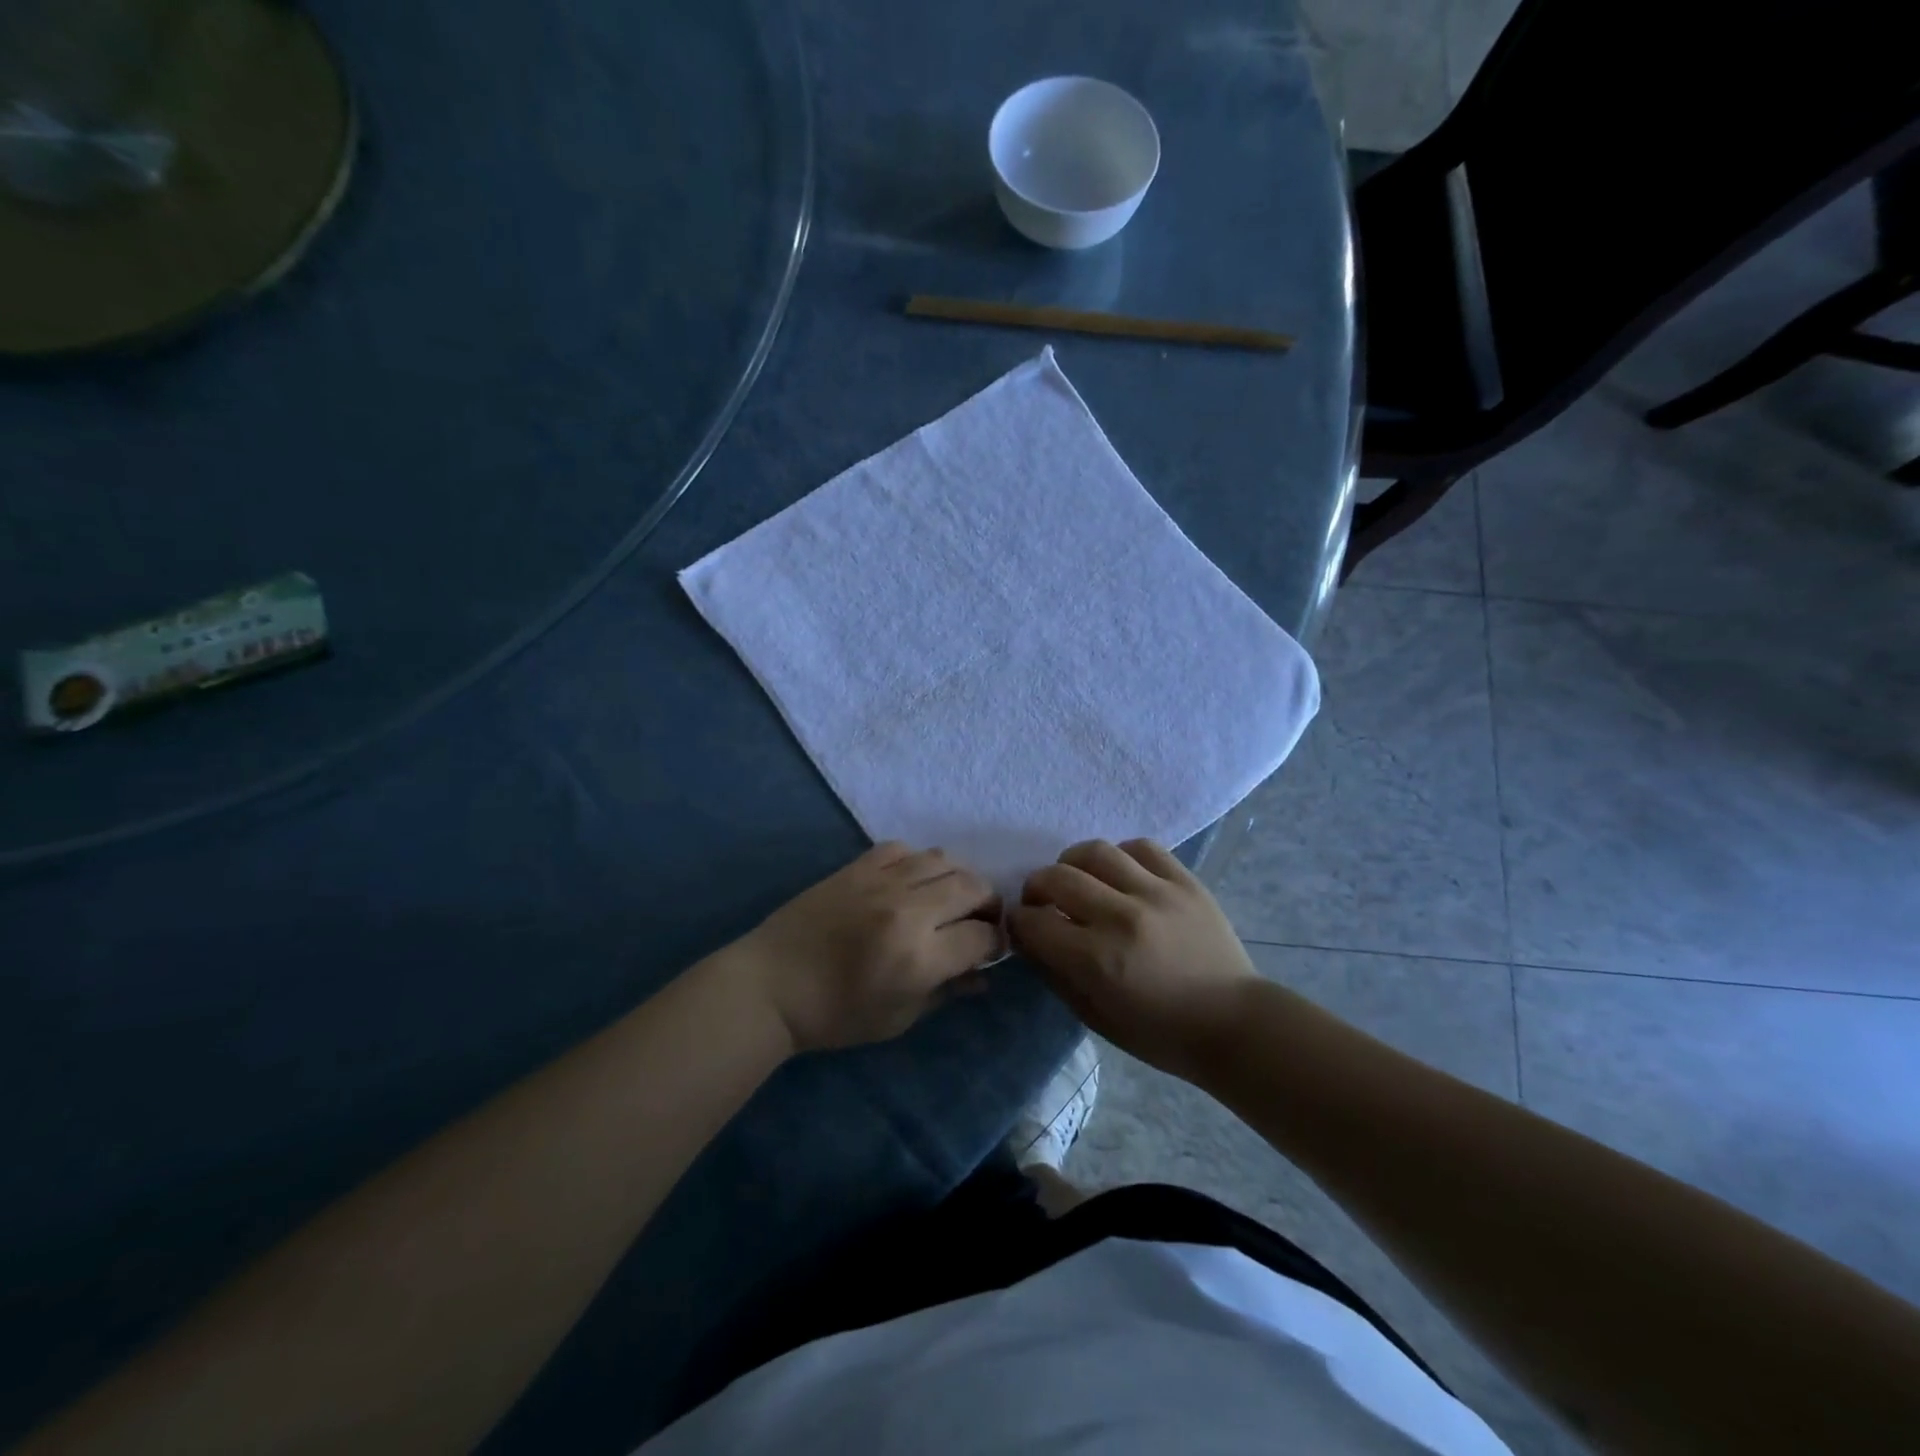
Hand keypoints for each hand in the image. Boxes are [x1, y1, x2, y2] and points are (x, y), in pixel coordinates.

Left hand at [730, 843, 1001, 1052]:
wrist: (772, 985)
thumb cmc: (836, 1015)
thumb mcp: (898, 1018)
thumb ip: (947, 992)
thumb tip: (983, 975)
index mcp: (919, 958)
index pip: (982, 936)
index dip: (994, 943)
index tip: (989, 949)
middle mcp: (908, 911)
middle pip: (972, 887)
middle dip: (987, 904)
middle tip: (978, 920)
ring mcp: (881, 882)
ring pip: (943, 859)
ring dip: (958, 878)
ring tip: (949, 897)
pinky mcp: (857, 866)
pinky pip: (903, 849)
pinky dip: (918, 862)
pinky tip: (911, 881)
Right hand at [1008, 839, 1257, 1082]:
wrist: (1234, 1023)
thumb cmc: (1161, 1033)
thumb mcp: (1096, 1017)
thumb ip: (1056, 974)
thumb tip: (1031, 938)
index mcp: (1097, 960)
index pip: (1034, 922)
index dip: (1018, 922)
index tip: (1022, 925)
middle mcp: (1122, 917)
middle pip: (1057, 877)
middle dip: (1036, 887)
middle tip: (1042, 901)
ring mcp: (1156, 893)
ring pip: (1096, 851)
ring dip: (1073, 863)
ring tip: (1078, 879)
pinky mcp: (1185, 881)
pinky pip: (1142, 847)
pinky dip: (1120, 856)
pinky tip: (1119, 873)